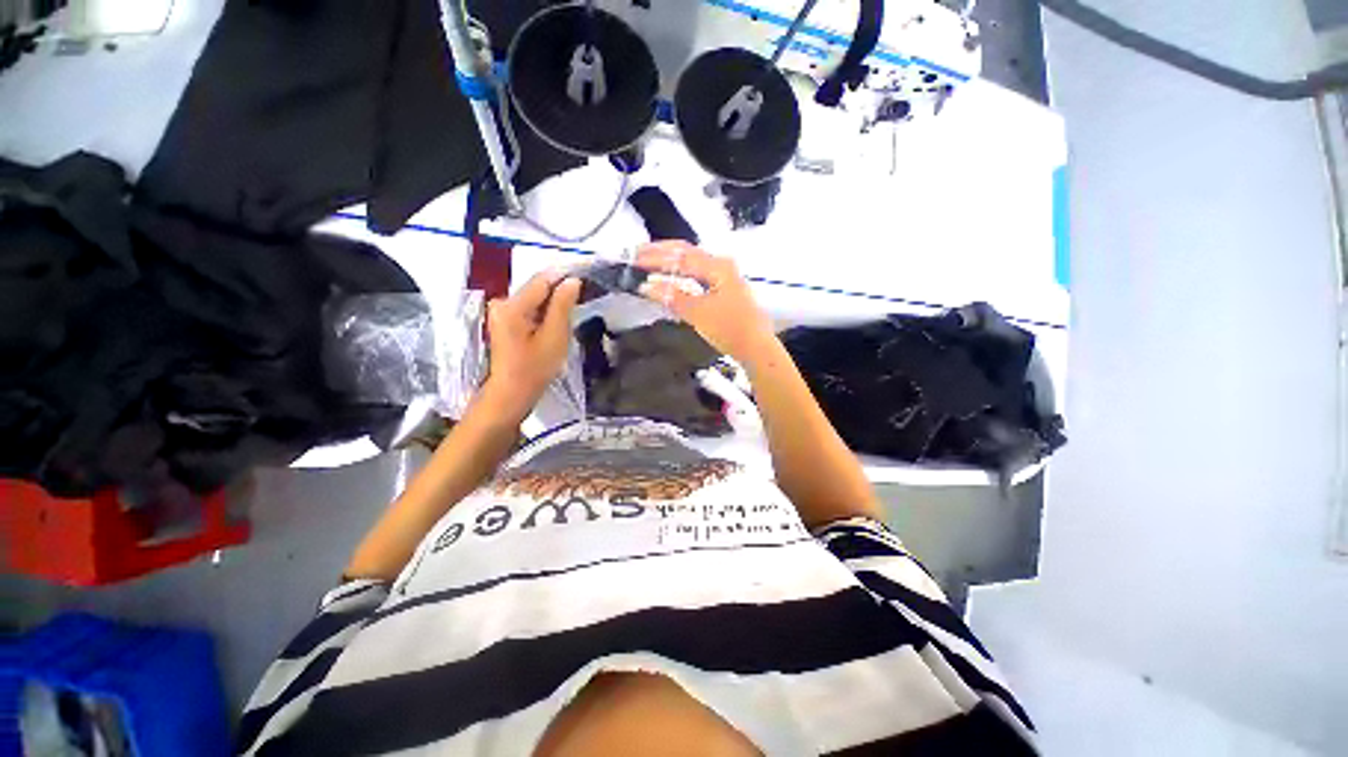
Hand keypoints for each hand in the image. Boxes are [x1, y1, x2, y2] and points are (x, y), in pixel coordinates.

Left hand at [485, 270, 581, 414]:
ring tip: (571, 315)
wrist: (512, 393)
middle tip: (581, 302)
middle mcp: (502, 302)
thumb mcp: (555, 336)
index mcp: (512, 305)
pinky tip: (555, 325)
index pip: (543, 280)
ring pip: (535, 299)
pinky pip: (529, 309)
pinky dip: (544, 313)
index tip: (585, 277)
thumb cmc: (535, 368)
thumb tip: (572, 281)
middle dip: (560, 293)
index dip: (565, 276)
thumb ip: (563, 306)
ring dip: (553, 304)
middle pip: (537, 288)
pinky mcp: (505, 321)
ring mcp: (501, 312)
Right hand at [635, 241, 777, 363]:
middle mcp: (721, 265)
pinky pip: (696, 274)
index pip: (680, 256)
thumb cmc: (729, 328)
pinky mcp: (723, 289)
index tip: (634, 259)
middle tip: (636, 254)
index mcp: (717, 266)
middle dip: (661, 252)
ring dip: (669, 262)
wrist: (756, 347)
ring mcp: (724, 277)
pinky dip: (679, 274)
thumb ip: (673, 297)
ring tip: (648, 262)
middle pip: (687, 253)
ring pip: (692, 262)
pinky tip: (670, 278)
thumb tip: (647, 285)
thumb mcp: (698, 313)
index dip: (655, 257)